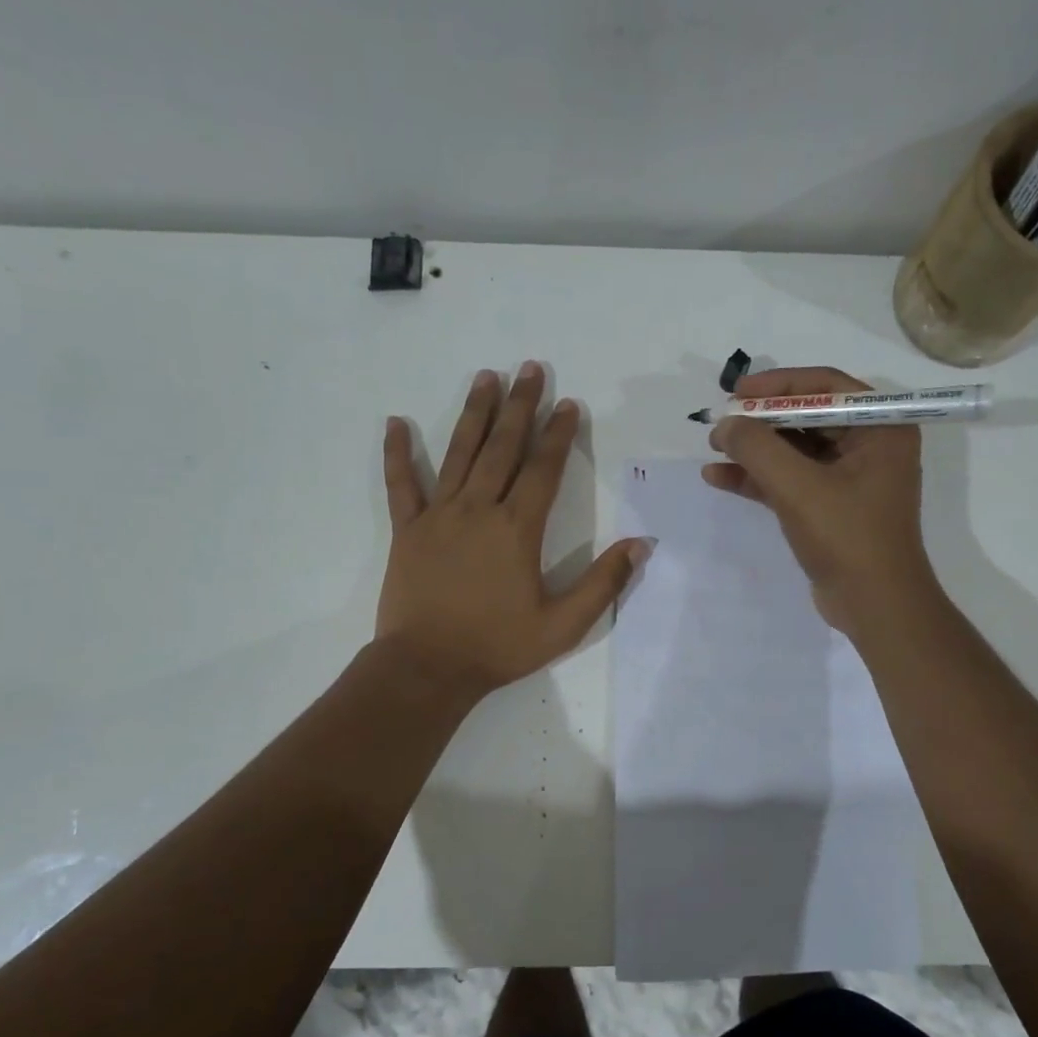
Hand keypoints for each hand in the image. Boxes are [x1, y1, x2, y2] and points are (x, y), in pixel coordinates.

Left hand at [377, 362, 645, 697]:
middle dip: (520, 407)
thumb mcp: (563, 625)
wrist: (427, 667)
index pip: (543, 469)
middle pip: (502, 448)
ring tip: (486, 377)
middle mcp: (478, 510)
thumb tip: (641, 544)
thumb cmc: (498, 647)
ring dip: (475, 414)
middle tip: (530, 369)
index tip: (568, 404)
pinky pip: (401, 485)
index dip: (559, 435)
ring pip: (459, 453)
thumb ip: (604, 583)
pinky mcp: (407, 531)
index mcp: (517, 530)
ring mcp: (438, 516)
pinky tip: (396, 423)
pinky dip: (397, 454)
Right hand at [702, 367, 936, 634]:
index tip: (736, 393)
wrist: (874, 605)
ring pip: (795, 450)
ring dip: (754, 450)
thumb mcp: (798, 486)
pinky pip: (791, 480)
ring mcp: (850, 478)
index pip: (824, 386)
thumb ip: (757, 448)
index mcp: (880, 427)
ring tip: (713, 448)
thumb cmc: (847, 537)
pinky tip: (720, 477)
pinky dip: (759, 478)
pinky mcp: (831, 507)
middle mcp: (870, 444)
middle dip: (760, 421)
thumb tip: (724, 425)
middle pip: (807, 416)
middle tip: (721, 422)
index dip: (777, 385)